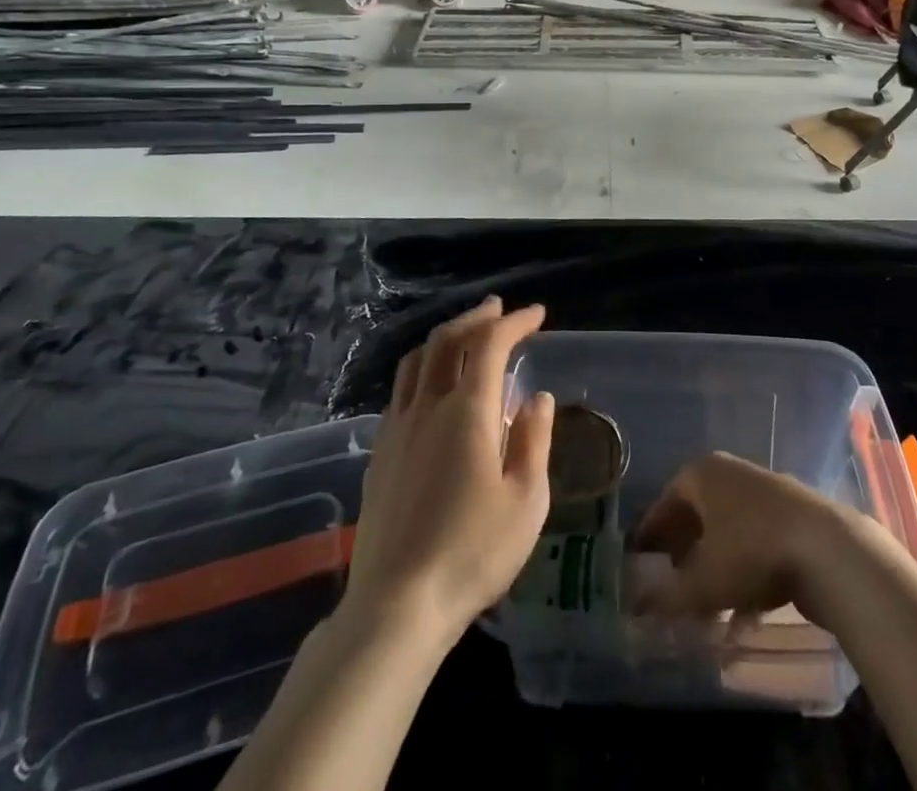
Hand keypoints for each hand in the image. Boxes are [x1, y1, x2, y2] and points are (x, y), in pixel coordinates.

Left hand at [340, 297, 554, 646]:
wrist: (396, 606)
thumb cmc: (472, 553)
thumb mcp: (526, 501)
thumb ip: (534, 440)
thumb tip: (537, 397)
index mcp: (467, 411)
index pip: (490, 344)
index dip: (515, 322)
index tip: (537, 314)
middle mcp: (427, 407)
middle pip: (447, 340)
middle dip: (476, 318)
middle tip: (498, 309)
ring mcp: (397, 428)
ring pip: (416, 361)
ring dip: (444, 338)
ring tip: (464, 336)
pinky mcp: (380, 453)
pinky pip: (401, 390)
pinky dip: (422, 368)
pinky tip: (431, 388)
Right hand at [631, 451, 853, 624]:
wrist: (827, 547)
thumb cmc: (751, 551)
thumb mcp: (702, 581)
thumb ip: (666, 595)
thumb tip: (636, 604)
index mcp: (701, 474)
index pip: (665, 502)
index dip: (651, 535)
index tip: (640, 564)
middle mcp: (729, 473)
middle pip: (697, 516)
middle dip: (684, 556)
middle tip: (672, 590)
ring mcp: (763, 490)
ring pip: (727, 533)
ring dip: (714, 571)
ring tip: (707, 614)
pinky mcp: (791, 513)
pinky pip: (755, 543)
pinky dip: (744, 574)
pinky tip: (743, 616)